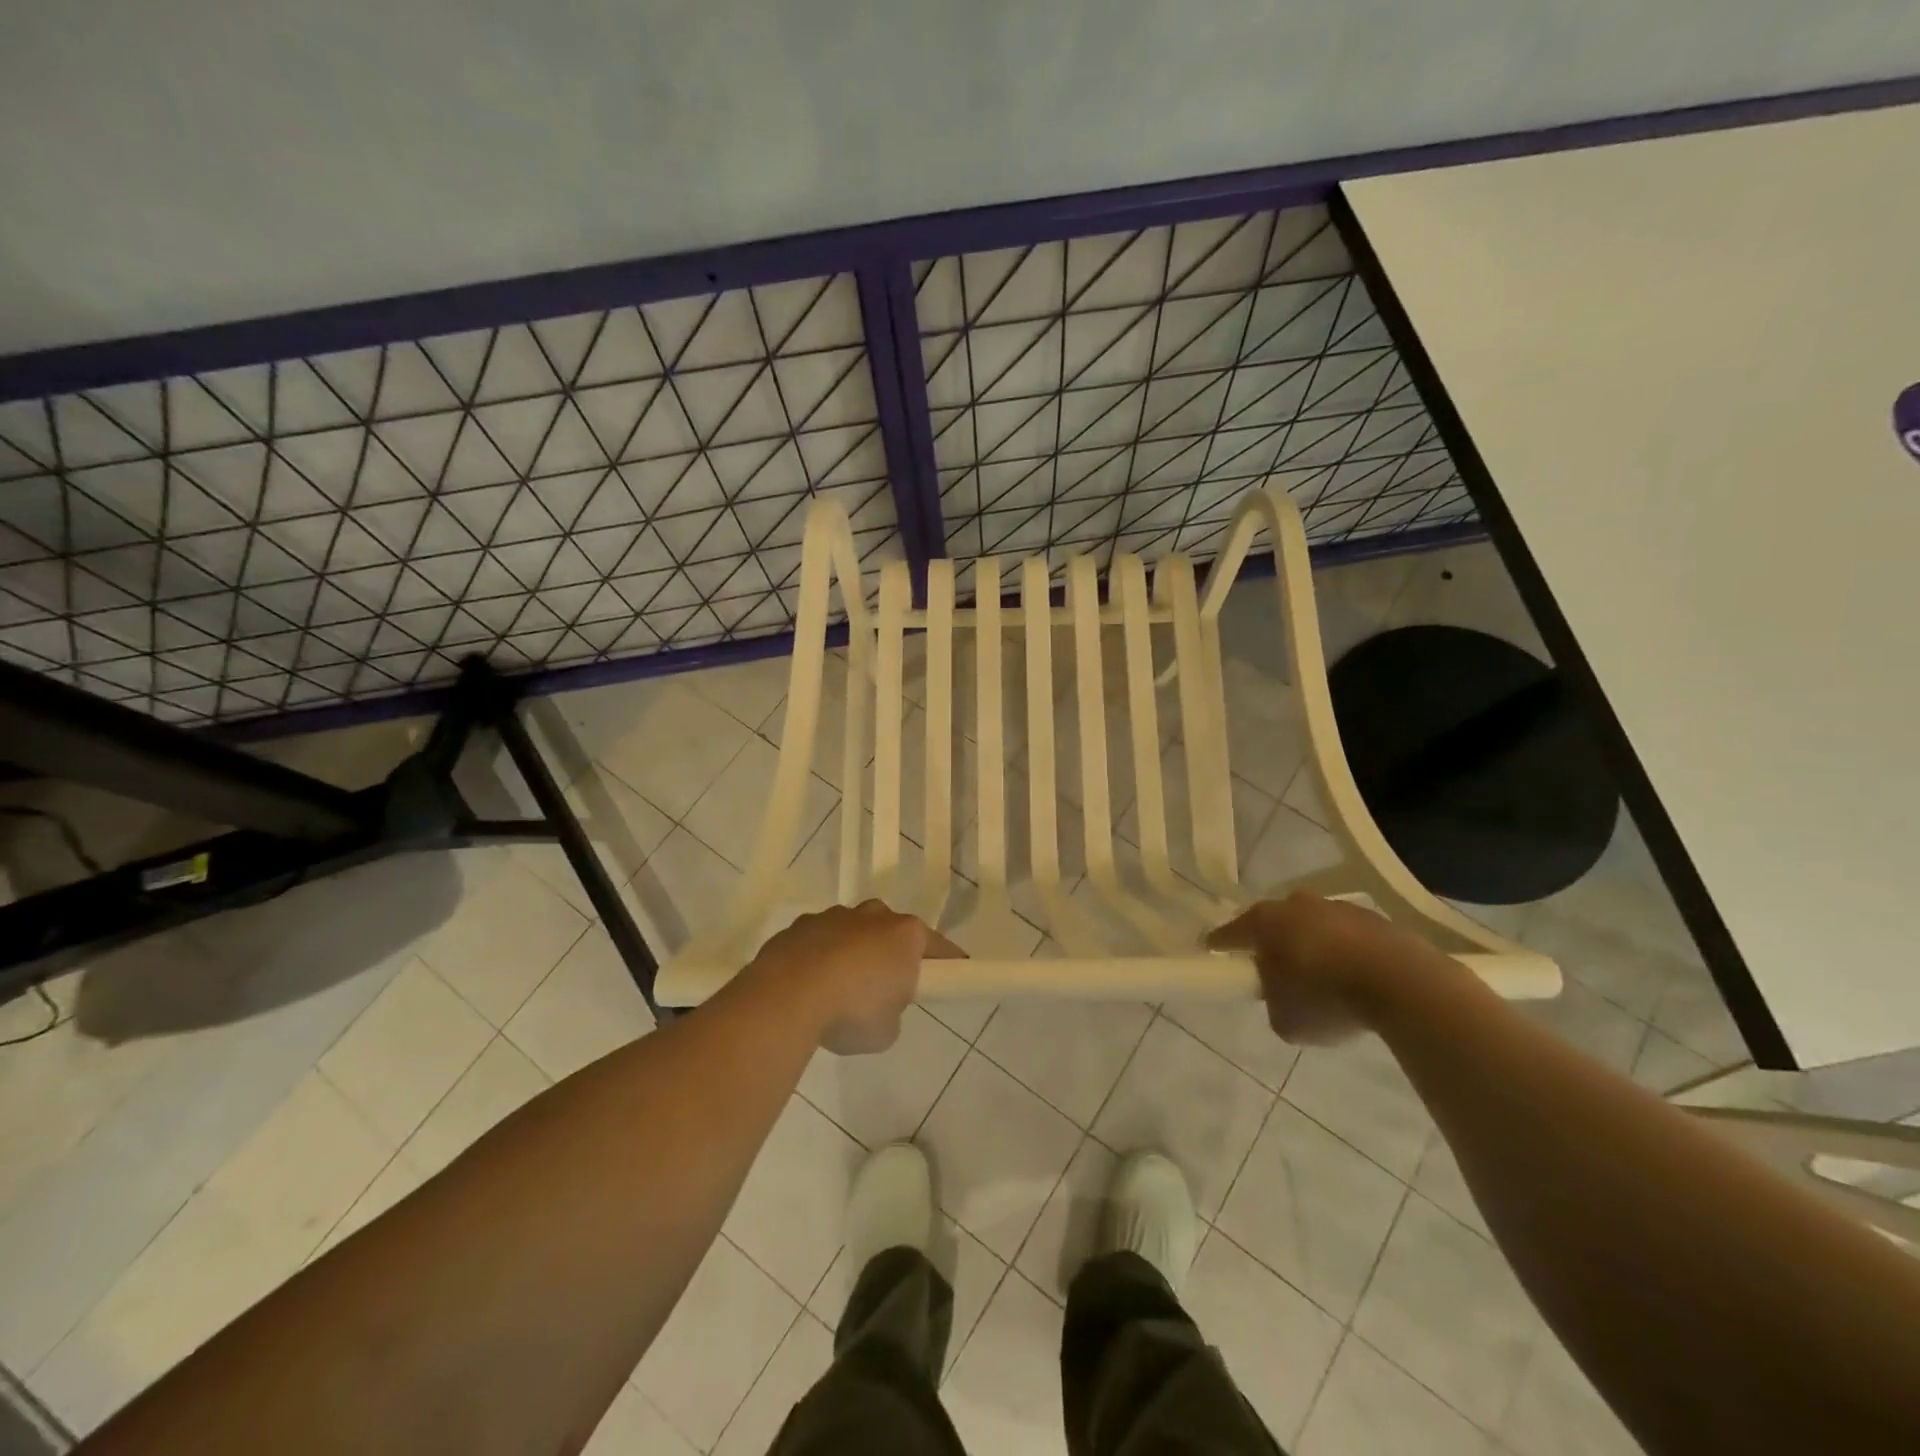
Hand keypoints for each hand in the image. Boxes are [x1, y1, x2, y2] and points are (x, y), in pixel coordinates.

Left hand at [747, 900, 963, 1054]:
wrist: (787, 995)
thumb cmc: (852, 1011)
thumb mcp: (887, 1030)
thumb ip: (892, 1012)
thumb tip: (879, 1006)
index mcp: (905, 934)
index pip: (938, 947)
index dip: (948, 963)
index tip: (953, 974)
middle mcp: (873, 916)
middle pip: (891, 932)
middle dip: (890, 954)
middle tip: (884, 989)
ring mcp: (834, 916)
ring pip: (852, 932)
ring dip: (851, 954)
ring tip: (838, 992)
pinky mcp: (799, 926)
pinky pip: (818, 942)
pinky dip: (818, 959)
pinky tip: (808, 988)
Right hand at [1206, 893, 1446, 1045]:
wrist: (1403, 984)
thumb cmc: (1327, 999)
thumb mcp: (1285, 1020)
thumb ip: (1273, 1003)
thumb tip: (1282, 995)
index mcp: (1264, 922)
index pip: (1230, 933)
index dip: (1219, 945)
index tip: (1211, 951)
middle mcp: (1295, 905)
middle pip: (1273, 924)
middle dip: (1271, 944)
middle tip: (1275, 972)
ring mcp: (1337, 907)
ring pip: (1312, 926)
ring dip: (1312, 947)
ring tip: (1322, 980)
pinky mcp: (1374, 919)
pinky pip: (1347, 937)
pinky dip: (1345, 953)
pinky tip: (1355, 979)